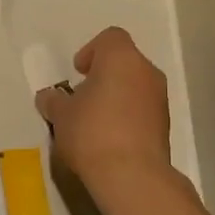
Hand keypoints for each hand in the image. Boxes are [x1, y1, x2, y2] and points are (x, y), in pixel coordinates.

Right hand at [34, 27, 172, 193]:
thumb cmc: (92, 132)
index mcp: (121, 58)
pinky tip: (110, 139)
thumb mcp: (61, 116)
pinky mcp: (166, 125)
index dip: (91, 50)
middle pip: (124, 62)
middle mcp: (146, 72)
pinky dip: (128, 116)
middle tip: (83, 98)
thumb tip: (49, 97)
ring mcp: (160, 99)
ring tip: (95, 122)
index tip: (78, 73)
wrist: (132, 176)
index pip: (110, 38)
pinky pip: (143, 109)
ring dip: (117, 96)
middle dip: (103, 76)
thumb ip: (53, 101)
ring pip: (135, 86)